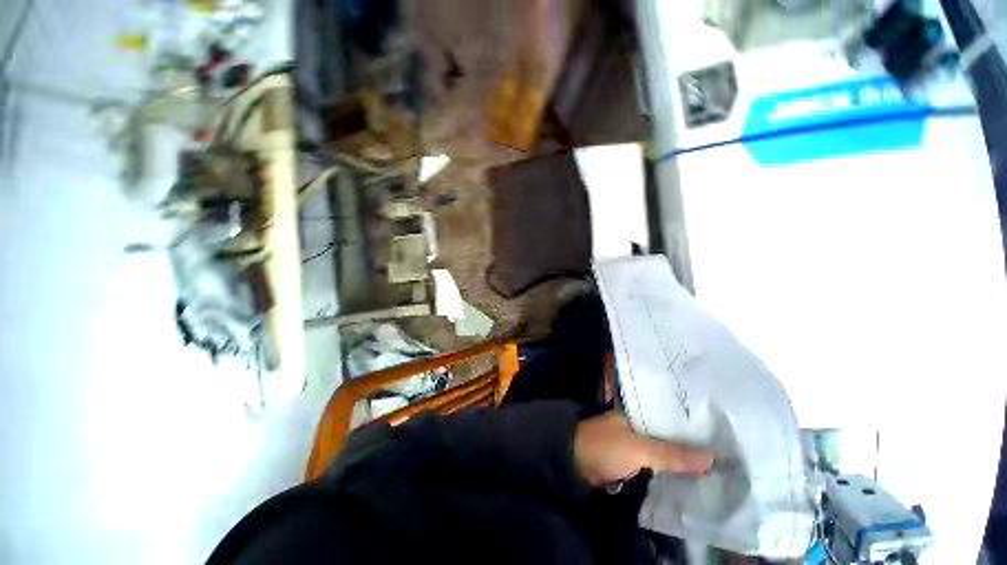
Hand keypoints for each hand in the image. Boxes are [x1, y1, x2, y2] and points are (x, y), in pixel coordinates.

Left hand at [573, 411, 714, 487]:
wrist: (574, 464)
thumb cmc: (605, 447)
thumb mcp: (638, 449)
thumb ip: (672, 454)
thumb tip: (713, 458)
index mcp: (637, 414)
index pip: (671, 416)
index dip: (694, 425)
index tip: (722, 433)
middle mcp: (638, 426)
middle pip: (669, 435)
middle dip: (692, 444)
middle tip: (728, 453)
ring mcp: (635, 443)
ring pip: (664, 450)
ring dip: (683, 458)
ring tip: (718, 466)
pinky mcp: (632, 461)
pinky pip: (657, 464)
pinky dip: (671, 470)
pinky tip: (692, 477)